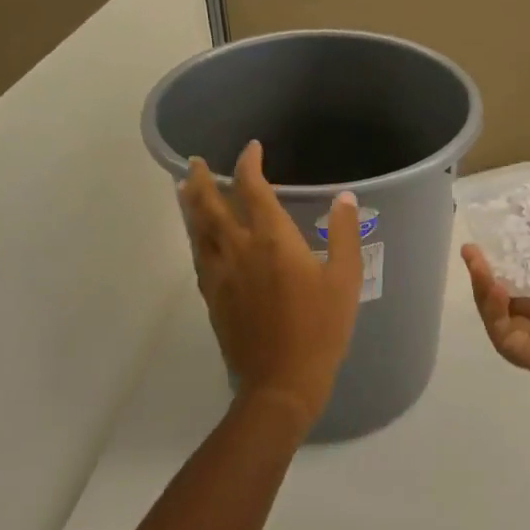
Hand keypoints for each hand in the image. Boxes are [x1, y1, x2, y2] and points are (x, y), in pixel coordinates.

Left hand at [181, 141, 362, 431]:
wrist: (282, 381)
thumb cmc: (321, 328)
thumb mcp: (345, 279)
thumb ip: (344, 234)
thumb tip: (344, 198)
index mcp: (273, 241)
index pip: (253, 190)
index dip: (249, 165)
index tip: (251, 149)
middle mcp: (240, 250)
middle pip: (211, 207)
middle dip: (203, 180)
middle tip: (195, 162)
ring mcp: (221, 275)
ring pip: (198, 231)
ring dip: (190, 205)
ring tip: (184, 188)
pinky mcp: (213, 297)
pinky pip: (198, 257)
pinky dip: (195, 238)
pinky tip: (197, 238)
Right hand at [463, 227, 529, 434]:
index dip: (528, 254)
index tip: (512, 230)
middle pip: (517, 295)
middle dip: (493, 273)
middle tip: (476, 248)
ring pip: (504, 316)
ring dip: (485, 289)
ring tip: (474, 259)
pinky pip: (507, 338)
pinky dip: (493, 314)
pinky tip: (493, 285)